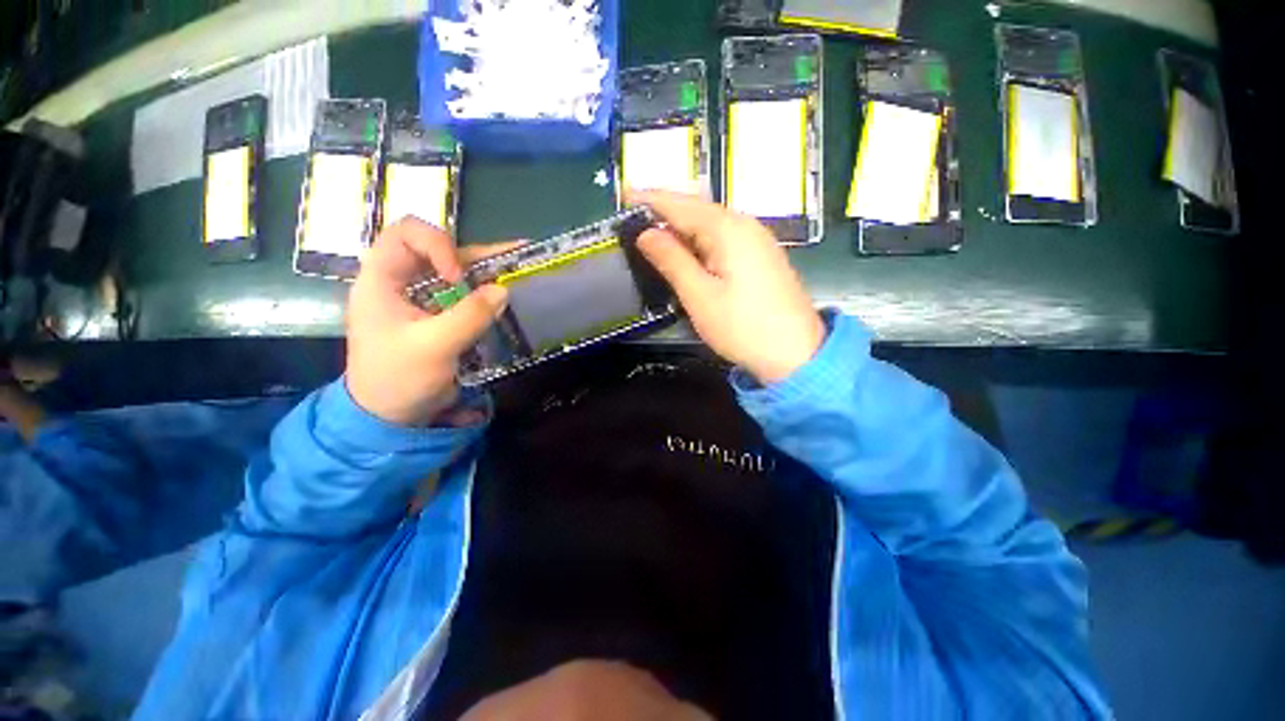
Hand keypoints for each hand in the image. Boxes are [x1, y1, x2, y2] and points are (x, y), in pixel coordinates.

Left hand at [346, 218, 512, 426]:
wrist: (392, 415)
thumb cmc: (399, 378)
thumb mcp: (433, 347)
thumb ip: (468, 317)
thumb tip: (503, 290)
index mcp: (382, 280)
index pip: (404, 235)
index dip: (436, 245)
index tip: (457, 277)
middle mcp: (403, 282)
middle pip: (437, 249)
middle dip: (474, 253)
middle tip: (513, 256)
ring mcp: (424, 299)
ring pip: (456, 271)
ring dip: (488, 268)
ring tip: (521, 263)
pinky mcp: (442, 315)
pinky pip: (466, 295)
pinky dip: (488, 290)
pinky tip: (511, 289)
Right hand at [630, 191, 824, 384]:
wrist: (796, 354)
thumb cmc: (742, 327)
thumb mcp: (700, 295)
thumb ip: (671, 260)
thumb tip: (646, 233)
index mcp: (728, 229)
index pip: (681, 204)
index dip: (649, 198)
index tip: (623, 194)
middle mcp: (745, 225)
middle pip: (697, 209)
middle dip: (664, 210)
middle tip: (633, 216)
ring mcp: (756, 240)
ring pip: (710, 224)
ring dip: (681, 226)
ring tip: (652, 232)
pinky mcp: (760, 257)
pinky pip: (722, 238)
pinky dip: (699, 240)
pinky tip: (687, 251)